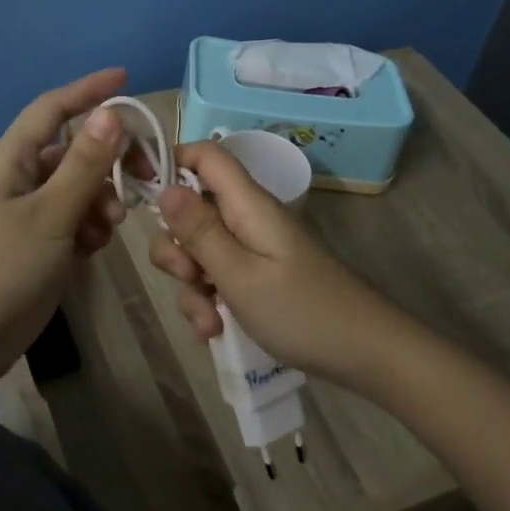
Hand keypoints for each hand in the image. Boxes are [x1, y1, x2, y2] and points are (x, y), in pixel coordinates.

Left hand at [0, 68, 130, 388]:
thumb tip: (110, 114)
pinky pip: (73, 219)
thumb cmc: (0, 268)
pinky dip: (89, 227)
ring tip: (109, 228)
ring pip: (78, 188)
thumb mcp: (50, 214)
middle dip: (108, 161)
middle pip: (74, 151)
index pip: (53, 108)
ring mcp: (27, 213)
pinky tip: (93, 248)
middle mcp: (20, 178)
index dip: (88, 90)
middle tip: (143, 178)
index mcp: (12, 159)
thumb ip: (84, 165)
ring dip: (101, 200)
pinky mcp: (36, 244)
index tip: (126, 79)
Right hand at [149, 141, 406, 386]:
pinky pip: (218, 277)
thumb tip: (165, 186)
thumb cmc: (302, 311)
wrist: (367, 355)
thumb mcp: (240, 274)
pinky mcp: (258, 276)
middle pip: (191, 210)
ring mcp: (254, 248)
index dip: (171, 162)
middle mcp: (247, 218)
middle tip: (189, 278)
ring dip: (191, 286)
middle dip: (176, 247)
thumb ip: (199, 231)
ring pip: (200, 251)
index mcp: (247, 204)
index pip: (205, 155)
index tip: (142, 195)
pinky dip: (210, 301)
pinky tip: (217, 330)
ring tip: (209, 322)